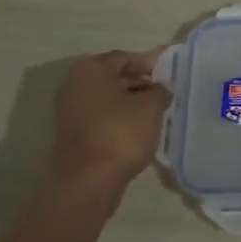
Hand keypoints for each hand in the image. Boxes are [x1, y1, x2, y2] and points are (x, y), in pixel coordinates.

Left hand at [48, 50, 170, 207]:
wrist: (86, 184)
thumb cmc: (120, 134)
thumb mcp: (151, 107)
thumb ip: (160, 92)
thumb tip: (159, 91)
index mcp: (90, 69)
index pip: (126, 58)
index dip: (151, 65)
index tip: (170, 76)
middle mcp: (74, 85)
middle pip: (115, 77)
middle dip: (141, 85)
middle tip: (165, 96)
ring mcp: (70, 111)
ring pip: (108, 100)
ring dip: (131, 105)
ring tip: (156, 116)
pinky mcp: (72, 135)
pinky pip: (102, 119)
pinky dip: (119, 121)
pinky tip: (138, 133)